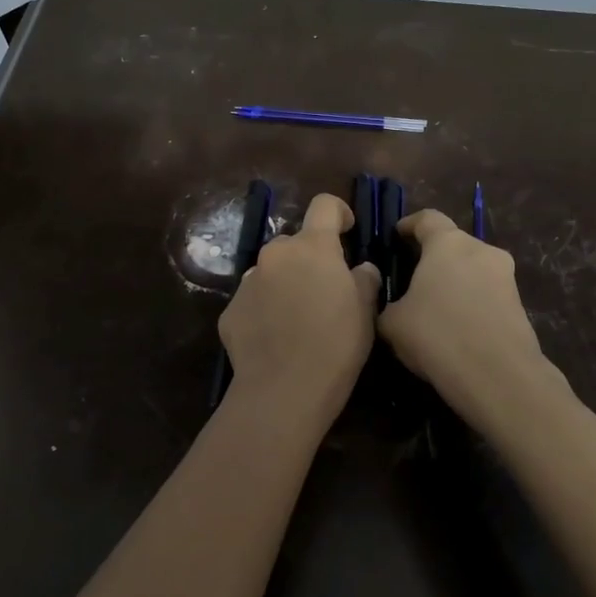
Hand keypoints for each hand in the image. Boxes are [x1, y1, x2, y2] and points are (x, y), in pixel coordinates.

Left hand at [219, 193, 380, 424]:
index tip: (347, 230)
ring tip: (298, 317)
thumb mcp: (365, 312)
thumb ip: (364, 280)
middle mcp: (275, 254)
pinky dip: (265, 308)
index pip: (324, 205)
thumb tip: (360, 269)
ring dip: (285, 282)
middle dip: (310, 257)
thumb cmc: (335, 346)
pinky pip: (253, 299)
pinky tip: (276, 337)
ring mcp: (248, 281)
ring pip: (271, 270)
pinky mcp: (230, 310)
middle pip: (295, 242)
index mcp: (312, 248)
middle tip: (325, 289)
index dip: (338, 212)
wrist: (282, 391)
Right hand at [377, 209, 563, 432]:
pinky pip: (486, 296)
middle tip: (412, 279)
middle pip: (453, 245)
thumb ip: (386, 304)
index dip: (410, 225)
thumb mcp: (392, 323)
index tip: (397, 236)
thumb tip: (391, 304)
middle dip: (433, 258)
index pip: (427, 218)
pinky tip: (455, 331)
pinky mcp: (520, 306)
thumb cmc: (437, 335)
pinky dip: (470, 305)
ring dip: (454, 283)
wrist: (498, 377)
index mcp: (448, 243)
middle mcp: (482, 251)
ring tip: (433, 310)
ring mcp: (506, 278)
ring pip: (473, 271)